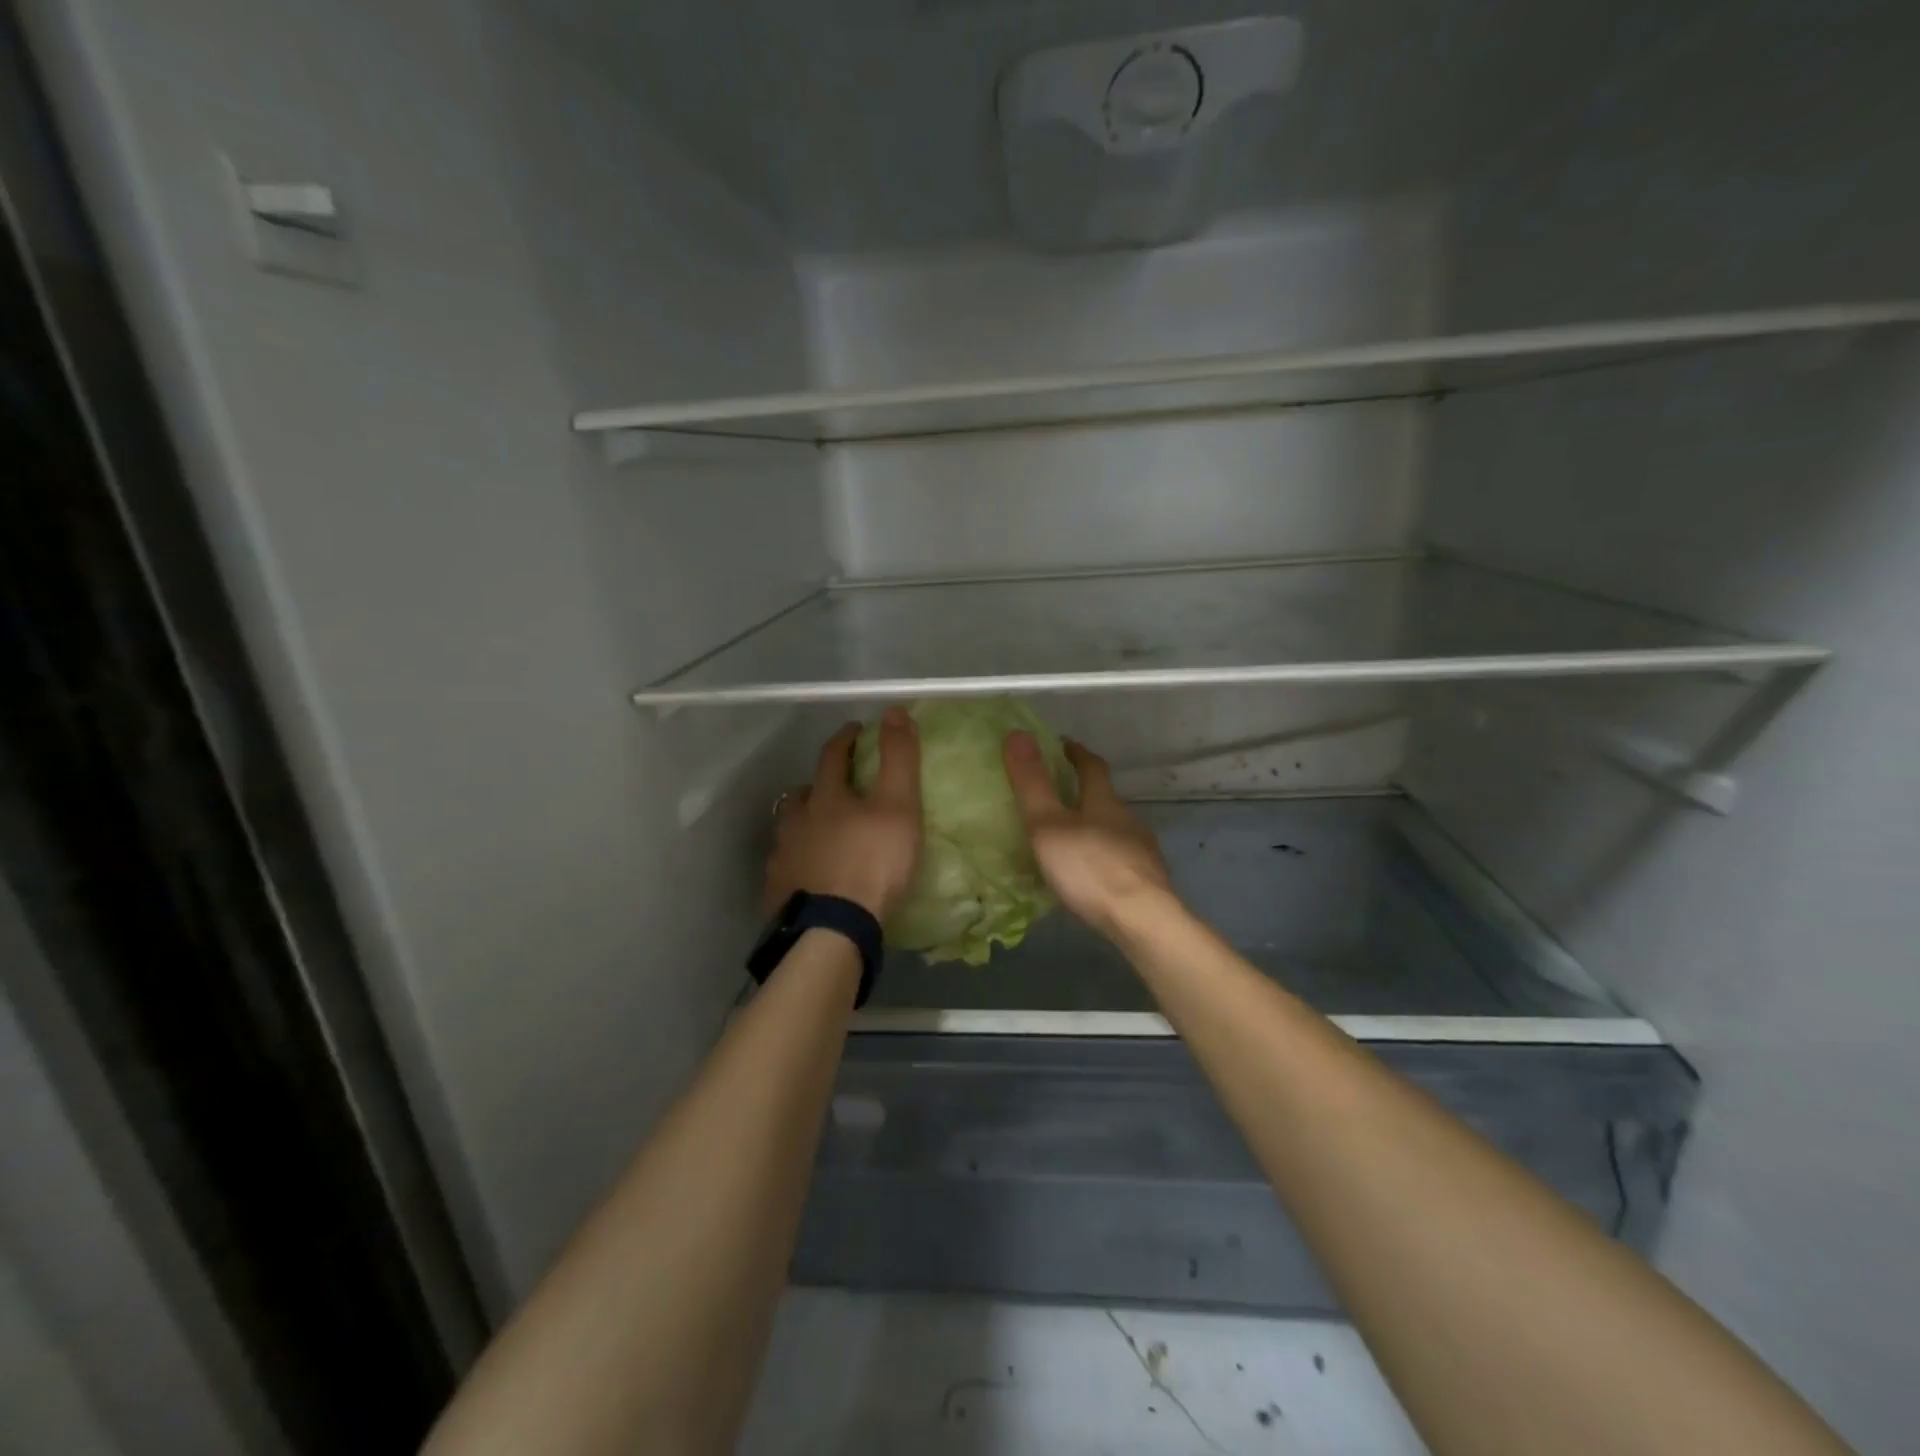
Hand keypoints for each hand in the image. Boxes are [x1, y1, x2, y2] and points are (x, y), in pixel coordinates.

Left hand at [764, 710, 921, 920]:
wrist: (833, 927)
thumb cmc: (872, 862)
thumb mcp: (898, 806)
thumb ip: (899, 758)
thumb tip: (893, 710)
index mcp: (826, 797)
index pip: (832, 756)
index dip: (845, 739)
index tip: (855, 731)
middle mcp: (796, 821)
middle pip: (802, 793)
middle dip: (818, 785)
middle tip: (836, 789)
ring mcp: (783, 856)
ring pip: (789, 829)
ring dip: (803, 823)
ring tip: (821, 833)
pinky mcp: (777, 890)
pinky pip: (785, 866)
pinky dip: (797, 861)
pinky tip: (809, 873)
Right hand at [1002, 732, 1172, 938]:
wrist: (1142, 920)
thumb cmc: (1090, 869)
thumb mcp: (1049, 825)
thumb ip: (1032, 784)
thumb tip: (1017, 732)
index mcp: (1104, 802)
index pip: (1092, 766)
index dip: (1076, 753)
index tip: (1063, 744)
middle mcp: (1127, 819)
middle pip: (1105, 797)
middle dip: (1084, 791)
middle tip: (1057, 793)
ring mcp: (1141, 851)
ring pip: (1114, 828)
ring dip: (1094, 825)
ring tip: (1068, 835)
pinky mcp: (1146, 879)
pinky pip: (1119, 857)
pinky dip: (1102, 855)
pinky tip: (1089, 872)